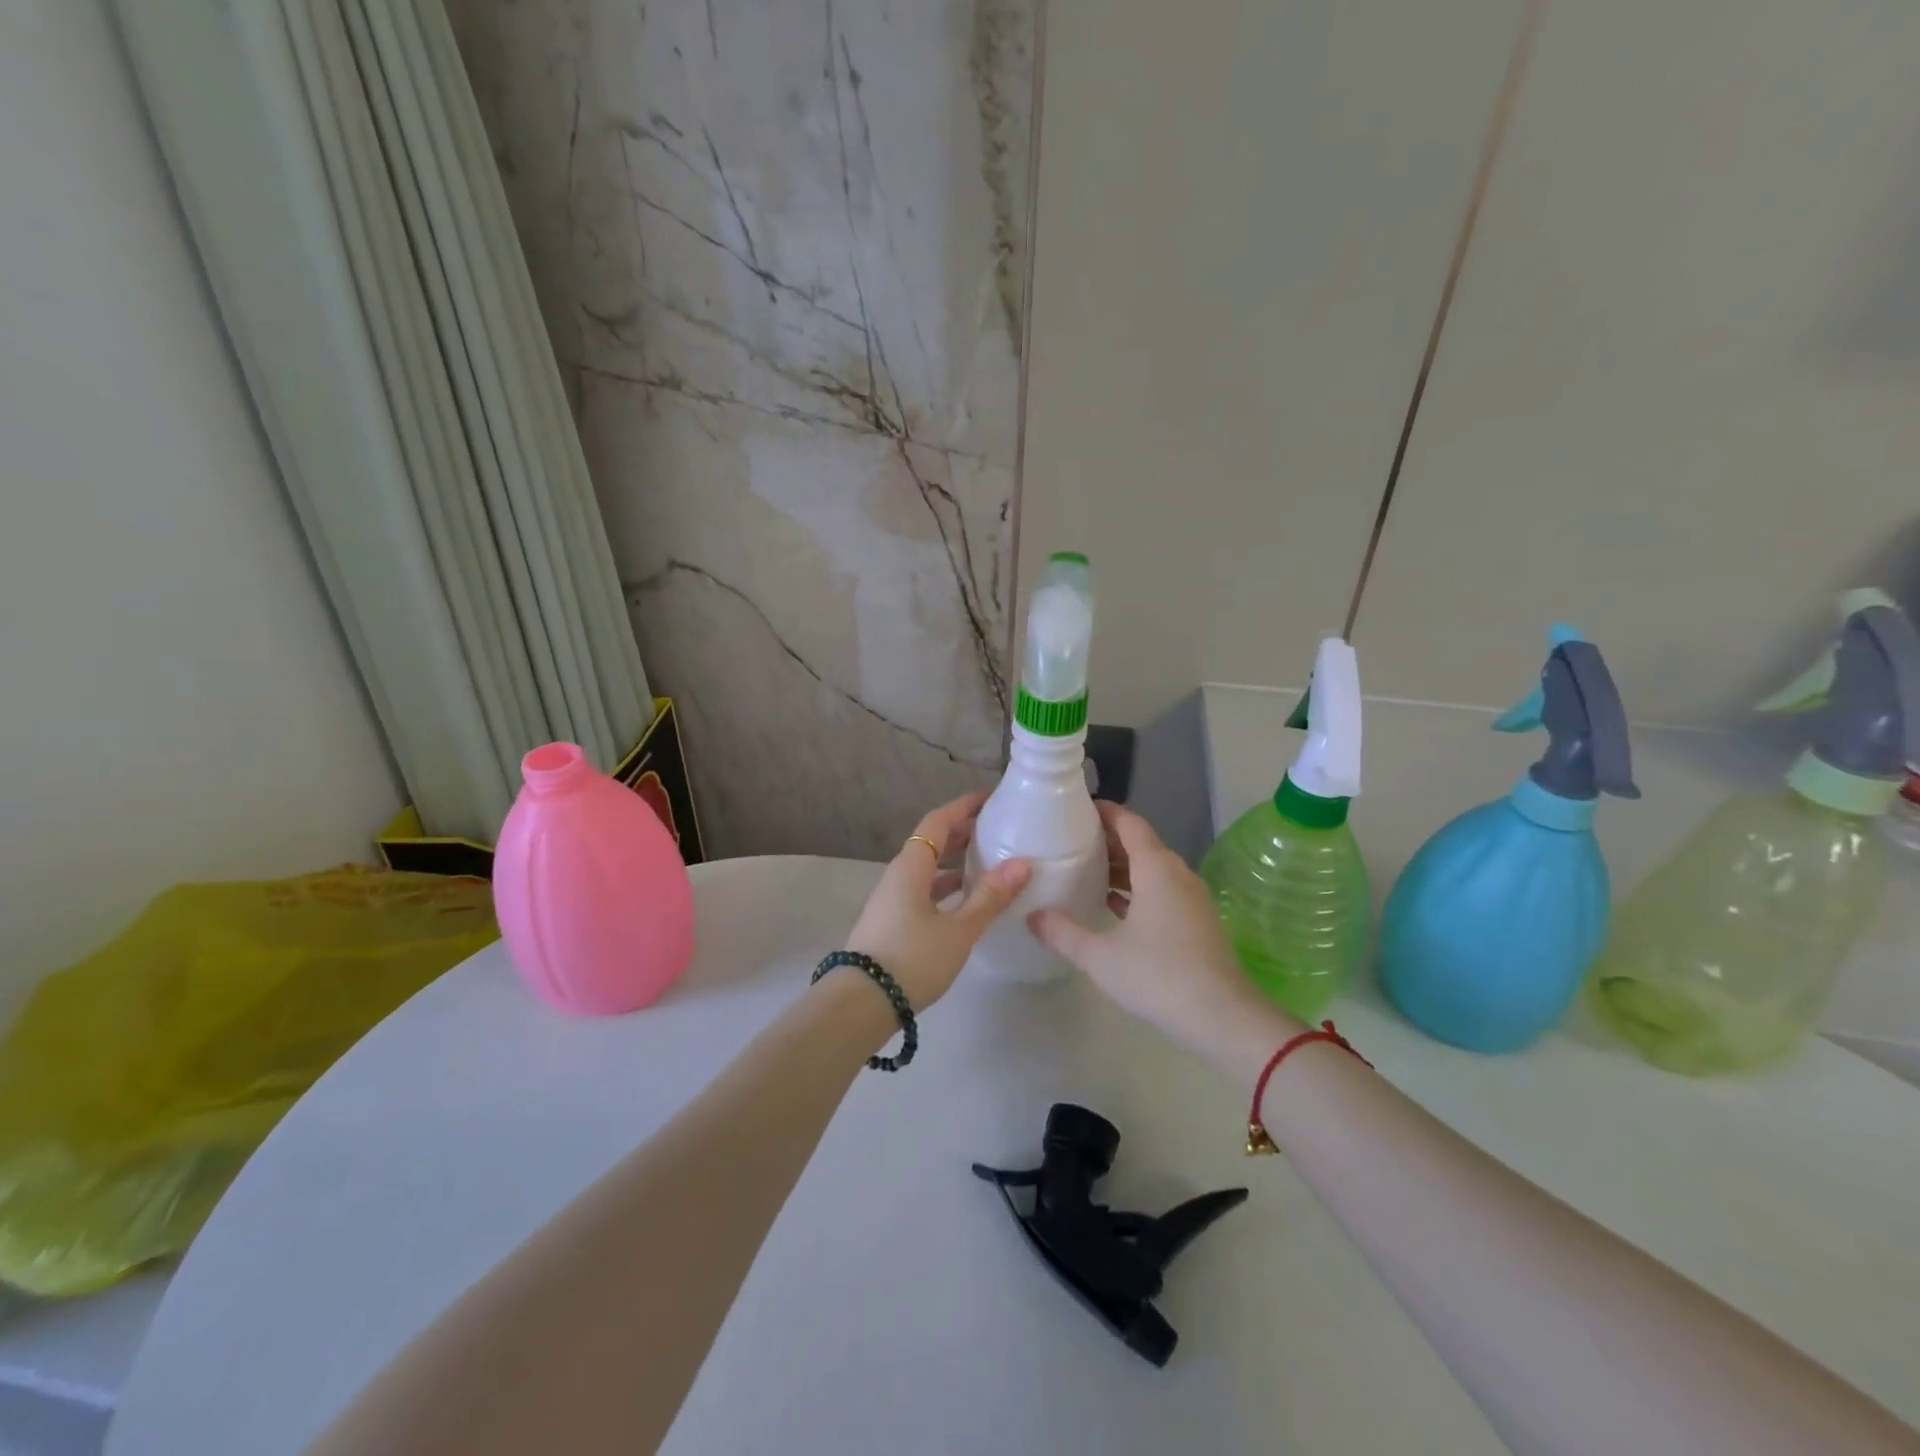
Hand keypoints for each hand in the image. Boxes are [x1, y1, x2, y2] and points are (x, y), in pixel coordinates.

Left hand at [841, 792, 1030, 1009]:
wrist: (861, 1004)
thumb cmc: (912, 958)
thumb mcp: (958, 929)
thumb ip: (989, 897)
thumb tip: (1022, 864)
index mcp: (911, 865)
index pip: (938, 820)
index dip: (964, 806)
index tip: (991, 798)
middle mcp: (899, 875)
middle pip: (931, 841)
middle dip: (963, 831)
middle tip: (997, 828)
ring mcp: (892, 899)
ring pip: (928, 868)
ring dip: (955, 860)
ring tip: (988, 861)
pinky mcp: (892, 922)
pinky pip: (924, 890)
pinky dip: (946, 886)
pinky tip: (966, 900)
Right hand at [1028, 801, 1299, 1067]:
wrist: (1223, 1019)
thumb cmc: (1158, 977)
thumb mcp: (1100, 956)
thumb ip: (1063, 932)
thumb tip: (1032, 916)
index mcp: (1156, 869)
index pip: (1129, 823)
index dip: (1105, 812)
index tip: (1077, 809)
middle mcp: (1177, 874)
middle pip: (1141, 844)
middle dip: (1108, 840)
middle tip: (1071, 842)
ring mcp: (1191, 899)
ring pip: (1152, 870)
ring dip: (1122, 868)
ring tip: (1086, 871)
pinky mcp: (1197, 922)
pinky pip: (1162, 891)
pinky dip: (1137, 890)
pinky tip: (1114, 906)